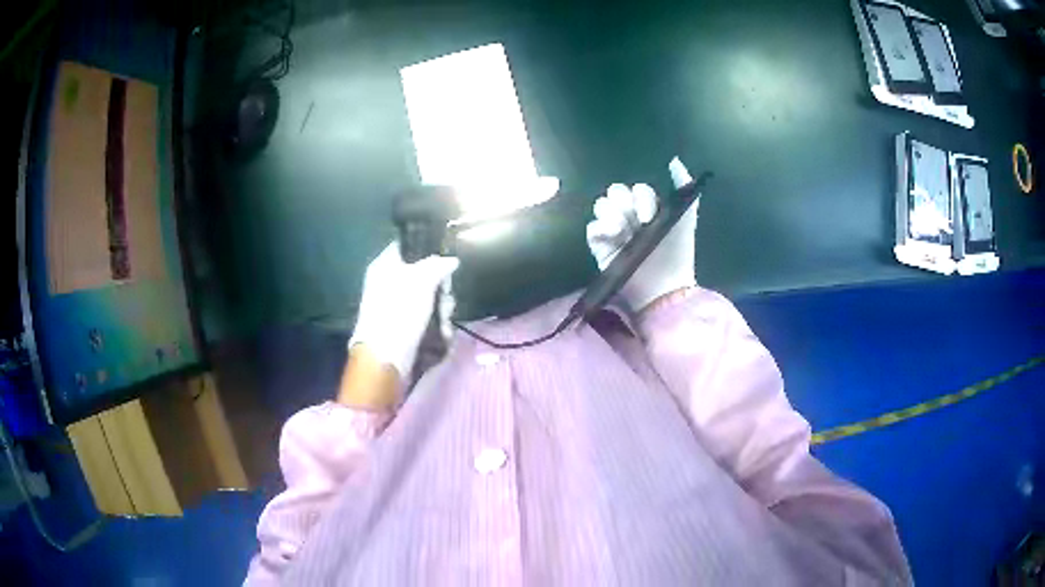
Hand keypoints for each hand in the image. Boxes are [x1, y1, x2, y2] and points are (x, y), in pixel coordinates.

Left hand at [349, 241, 459, 377]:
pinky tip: (442, 333)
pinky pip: (427, 319)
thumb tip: (451, 260)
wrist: (386, 356)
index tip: (445, 259)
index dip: (427, 250)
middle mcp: (389, 283)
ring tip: (444, 320)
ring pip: (429, 299)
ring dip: (443, 310)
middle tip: (446, 295)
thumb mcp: (422, 280)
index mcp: (385, 265)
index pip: (408, 246)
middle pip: (424, 275)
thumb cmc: (399, 311)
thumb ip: (438, 265)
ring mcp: (397, 307)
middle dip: (441, 287)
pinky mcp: (405, 327)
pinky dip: (437, 326)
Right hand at [585, 166, 697, 310]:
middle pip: (616, 192)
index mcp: (648, 208)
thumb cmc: (677, 253)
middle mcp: (629, 216)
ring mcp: (613, 231)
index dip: (642, 198)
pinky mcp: (599, 246)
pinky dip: (601, 229)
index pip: (637, 190)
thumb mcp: (686, 218)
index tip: (650, 217)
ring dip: (613, 214)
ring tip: (623, 232)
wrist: (664, 287)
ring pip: (602, 205)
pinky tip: (614, 237)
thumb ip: (684, 187)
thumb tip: (675, 160)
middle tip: (636, 224)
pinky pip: (592, 228)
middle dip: (625, 203)